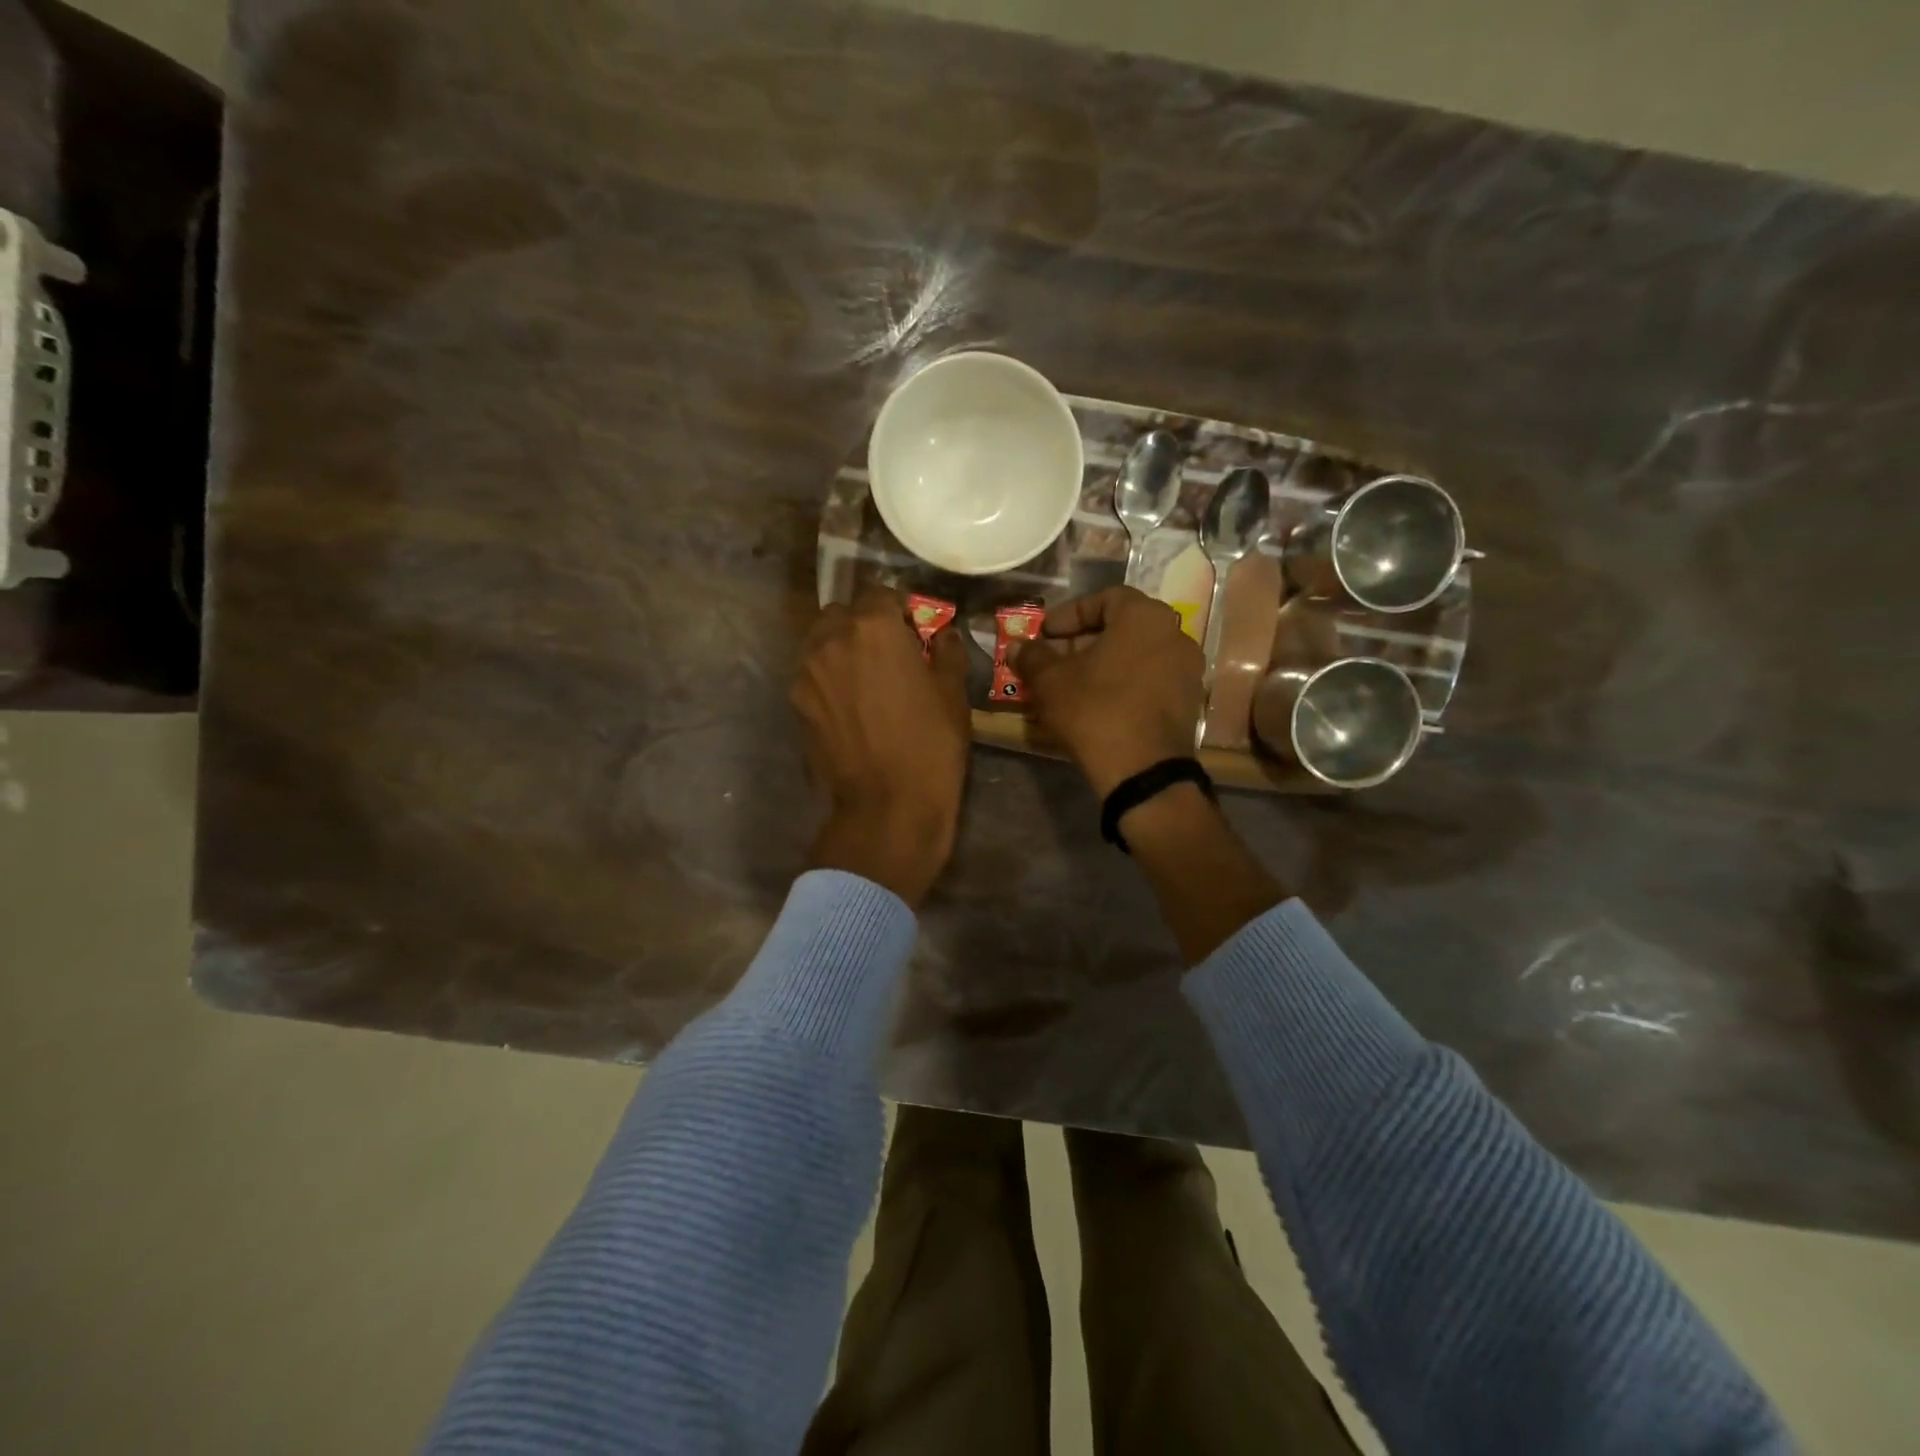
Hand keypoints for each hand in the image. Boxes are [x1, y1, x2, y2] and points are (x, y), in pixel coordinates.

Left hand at [792, 587, 971, 905]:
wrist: (888, 805)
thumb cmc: (931, 745)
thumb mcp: (953, 693)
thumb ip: (946, 652)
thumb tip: (942, 635)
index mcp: (873, 626)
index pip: (881, 593)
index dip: (900, 610)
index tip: (913, 631)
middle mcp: (831, 638)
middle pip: (843, 613)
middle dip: (864, 624)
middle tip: (888, 653)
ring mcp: (807, 671)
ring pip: (821, 642)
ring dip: (841, 648)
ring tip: (865, 678)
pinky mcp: (796, 703)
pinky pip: (812, 675)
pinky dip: (828, 678)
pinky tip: (849, 705)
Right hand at [1012, 587, 1204, 797]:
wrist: (1142, 770)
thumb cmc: (1094, 710)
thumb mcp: (1050, 681)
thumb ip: (1032, 657)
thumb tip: (1017, 646)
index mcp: (1145, 617)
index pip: (1104, 599)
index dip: (1069, 614)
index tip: (1045, 634)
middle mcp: (1175, 634)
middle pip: (1122, 627)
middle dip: (1083, 641)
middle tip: (1053, 660)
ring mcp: (1188, 670)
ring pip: (1136, 656)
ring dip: (1103, 664)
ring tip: (1071, 684)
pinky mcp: (1189, 702)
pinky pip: (1150, 680)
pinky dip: (1123, 684)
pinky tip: (1098, 704)